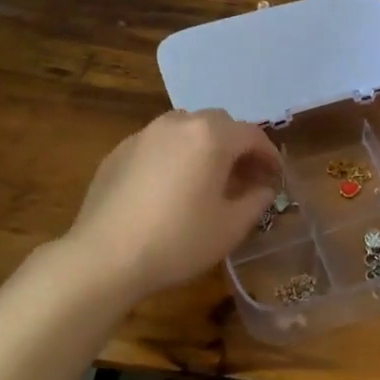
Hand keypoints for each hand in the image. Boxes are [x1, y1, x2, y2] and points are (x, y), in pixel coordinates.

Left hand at [62, 109, 280, 298]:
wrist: (104, 256)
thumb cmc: (177, 241)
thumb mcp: (230, 227)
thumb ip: (255, 201)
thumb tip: (264, 188)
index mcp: (211, 136)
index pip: (252, 135)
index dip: (269, 155)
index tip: (275, 177)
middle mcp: (179, 124)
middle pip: (219, 124)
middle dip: (237, 146)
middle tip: (244, 176)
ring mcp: (145, 134)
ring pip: (186, 128)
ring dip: (204, 145)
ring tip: (207, 177)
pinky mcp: (120, 150)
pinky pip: (158, 143)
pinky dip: (174, 155)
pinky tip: (169, 187)